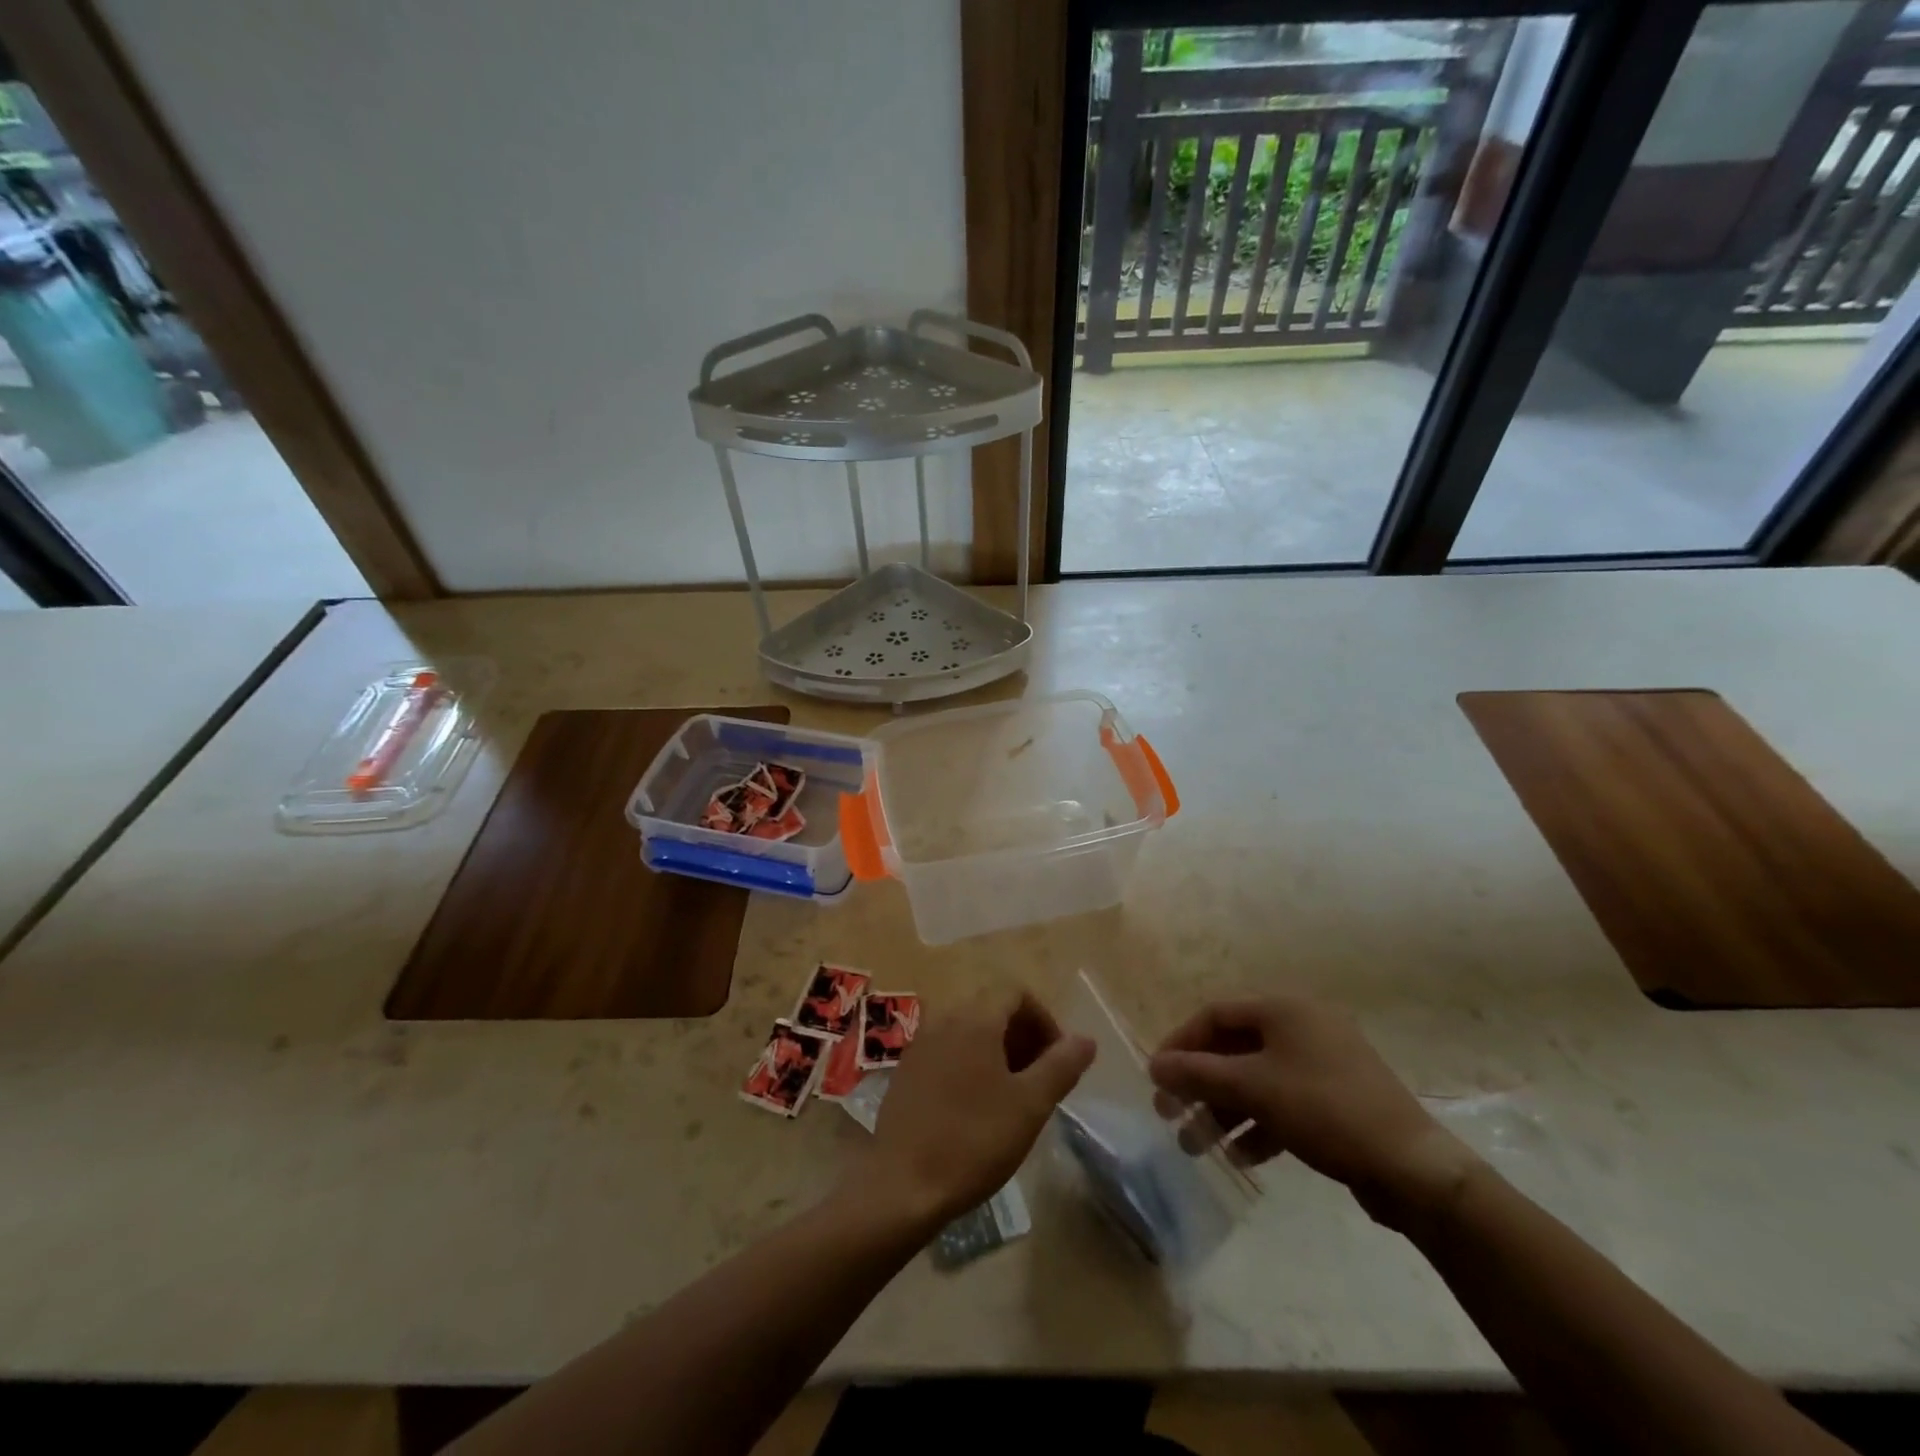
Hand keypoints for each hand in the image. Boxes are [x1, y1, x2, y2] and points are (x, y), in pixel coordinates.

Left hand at [855, 991, 1094, 1229]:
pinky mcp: (906, 1069)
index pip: (1016, 993)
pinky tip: (976, 1106)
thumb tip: (1085, 1039)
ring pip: (968, 1030)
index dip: (1044, 1019)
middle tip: (1040, 1079)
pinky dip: (970, 1062)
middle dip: (1022, 1035)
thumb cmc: (974, 1140)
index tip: (1057, 1059)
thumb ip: (1061, 1066)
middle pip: (992, 1008)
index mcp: (975, 1018)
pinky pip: (947, 1050)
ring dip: (997, 1050)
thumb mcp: (1030, 1105)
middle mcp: (944, 1018)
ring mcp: (920, 1043)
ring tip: (1013, 1095)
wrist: (902, 1184)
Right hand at [1148, 997, 1481, 1224]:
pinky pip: (1283, 1102)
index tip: (1156, 1077)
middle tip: (1171, 1115)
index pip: (1214, 1015)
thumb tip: (1154, 1065)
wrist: (1414, 1168)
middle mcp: (1302, 1026)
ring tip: (1199, 1146)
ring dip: (1224, 1110)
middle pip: (1234, 1049)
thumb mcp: (1253, 1088)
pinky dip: (1259, 1124)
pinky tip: (1243, 1156)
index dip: (1181, 1043)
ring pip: (1257, 1080)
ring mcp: (1322, 1063)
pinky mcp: (1337, 1099)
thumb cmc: (1324, 1110)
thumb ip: (1198, 1074)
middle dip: (1200, 1084)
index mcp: (1283, 1009)